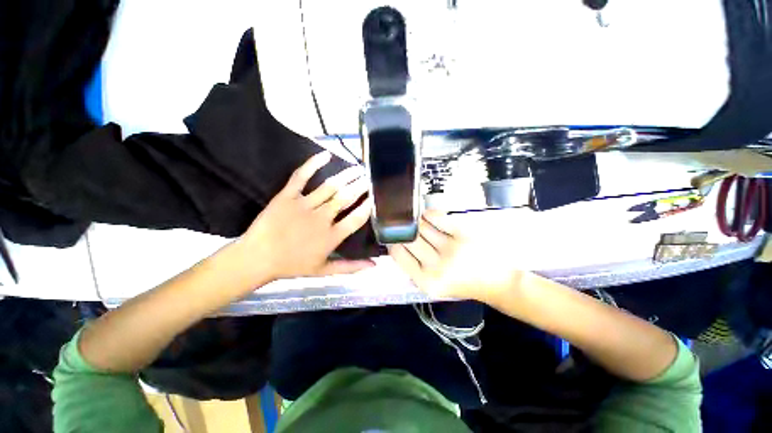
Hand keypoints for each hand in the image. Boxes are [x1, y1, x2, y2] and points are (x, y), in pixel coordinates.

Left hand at [238, 151, 374, 281]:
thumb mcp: (324, 271)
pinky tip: (325, 154)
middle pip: (345, 198)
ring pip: (330, 186)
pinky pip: (301, 176)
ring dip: (346, 176)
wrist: (256, 258)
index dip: (367, 207)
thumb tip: (375, 265)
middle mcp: (321, 218)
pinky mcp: (287, 196)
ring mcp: (304, 205)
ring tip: (357, 168)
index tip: (375, 197)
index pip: (356, 219)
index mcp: (331, 236)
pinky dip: (312, 164)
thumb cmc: (292, 265)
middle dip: (360, 186)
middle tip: (369, 177)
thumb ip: (350, 267)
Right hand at [389, 210, 521, 302]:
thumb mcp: (434, 287)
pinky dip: (429, 215)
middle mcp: (437, 266)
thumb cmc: (463, 284)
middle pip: (409, 238)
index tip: (395, 237)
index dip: (393, 242)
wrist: (498, 281)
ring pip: (421, 226)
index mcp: (426, 282)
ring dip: (417, 223)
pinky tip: (430, 218)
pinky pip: (437, 217)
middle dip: (406, 231)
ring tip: (421, 225)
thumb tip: (398, 246)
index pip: (398, 254)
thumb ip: (414, 270)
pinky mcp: (463, 233)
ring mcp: (451, 248)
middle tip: (407, 229)